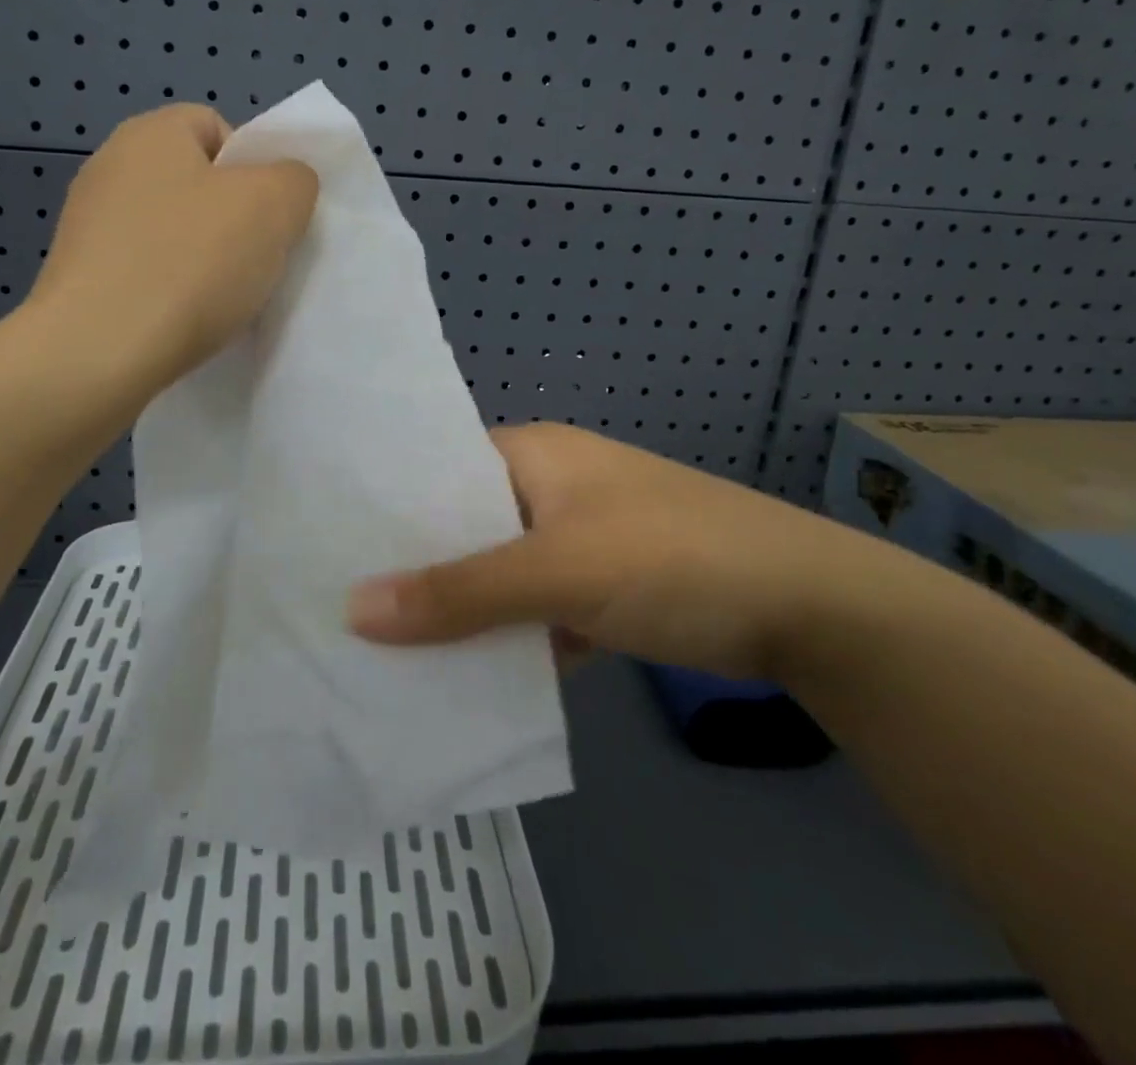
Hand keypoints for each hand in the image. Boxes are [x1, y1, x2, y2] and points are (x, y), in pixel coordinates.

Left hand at [24, 105, 318, 389]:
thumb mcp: (275, 205)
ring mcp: (87, 224)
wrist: (98, 352)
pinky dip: (171, 290)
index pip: (218, 128)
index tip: (270, 218)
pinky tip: (184, 320)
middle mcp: (110, 166)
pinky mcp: (79, 277)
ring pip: (173, 231)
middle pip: (197, 183)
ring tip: (223, 298)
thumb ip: (295, 180)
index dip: (255, 168)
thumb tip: (284, 186)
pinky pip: (146, 270)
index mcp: (152, 132)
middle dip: (234, 219)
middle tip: (256, 260)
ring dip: (204, 259)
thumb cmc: (191, 263)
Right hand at [345, 423, 875, 680]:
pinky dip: (506, 641)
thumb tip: (353, 610)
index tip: (326, 546)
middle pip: (465, 527)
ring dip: (459, 613)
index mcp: (533, 454)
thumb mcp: (560, 570)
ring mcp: (578, 542)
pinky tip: (458, 681)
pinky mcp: (602, 591)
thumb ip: (460, 592)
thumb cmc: (674, 558)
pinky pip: (533, 613)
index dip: (387, 505)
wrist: (810, 609)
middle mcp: (549, 489)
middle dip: (415, 568)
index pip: (439, 469)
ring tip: (379, 652)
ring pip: (497, 576)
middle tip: (337, 609)